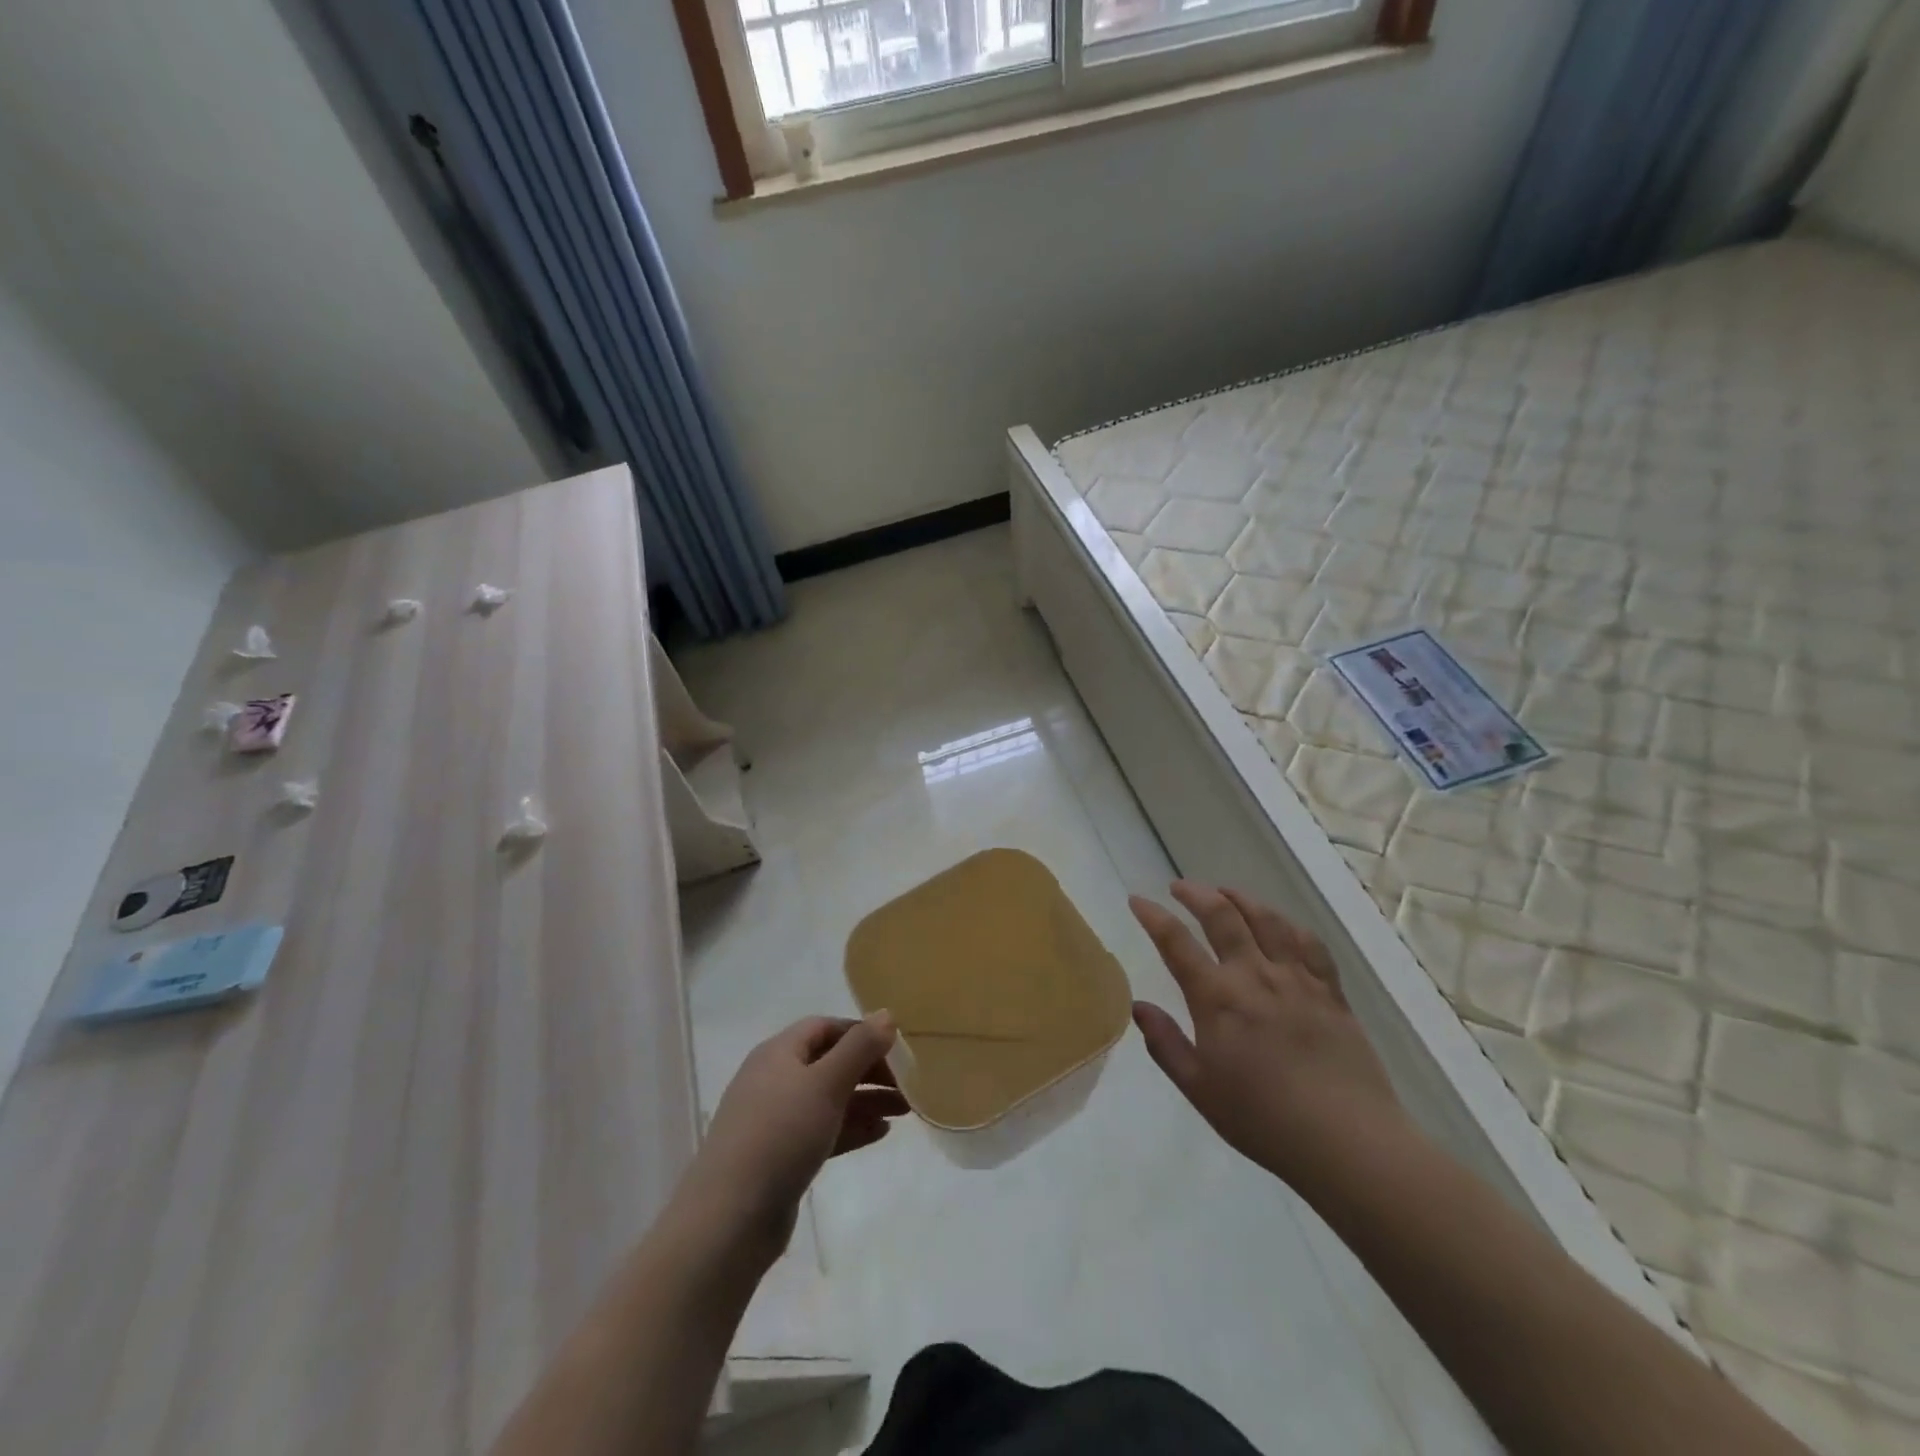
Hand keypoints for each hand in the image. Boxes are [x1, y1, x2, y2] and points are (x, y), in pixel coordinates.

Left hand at [680, 1014, 907, 1258]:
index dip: (861, 1033)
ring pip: (829, 1099)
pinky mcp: (779, 1156)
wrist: (729, 1219)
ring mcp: (774, 1120)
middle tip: (907, 1084)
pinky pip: (822, 1131)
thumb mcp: (826, 1083)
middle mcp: (774, 1079)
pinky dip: (851, 1128)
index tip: (896, 1048)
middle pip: (829, 1062)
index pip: (825, 1027)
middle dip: (869, 1070)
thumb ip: (859, 1047)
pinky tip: (880, 1133)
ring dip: (866, 1100)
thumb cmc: (780, 1135)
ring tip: (904, 1111)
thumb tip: (886, 1014)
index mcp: (778, 1053)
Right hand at [1130, 882, 1405, 1199]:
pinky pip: (1309, 943)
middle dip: (1196, 894)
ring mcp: (1297, 979)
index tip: (1138, 900)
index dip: (1153, 916)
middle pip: (1222, 916)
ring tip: (1225, 892)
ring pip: (1267, 919)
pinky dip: (1288, 924)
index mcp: (1217, 998)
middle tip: (1179, 887)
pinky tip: (1280, 925)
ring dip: (1240, 898)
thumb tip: (1138, 1005)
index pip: (1176, 942)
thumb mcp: (1199, 1089)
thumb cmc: (1263, 1120)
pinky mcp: (1331, 992)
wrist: (1347, 1141)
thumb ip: (1165, 1043)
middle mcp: (1255, 975)